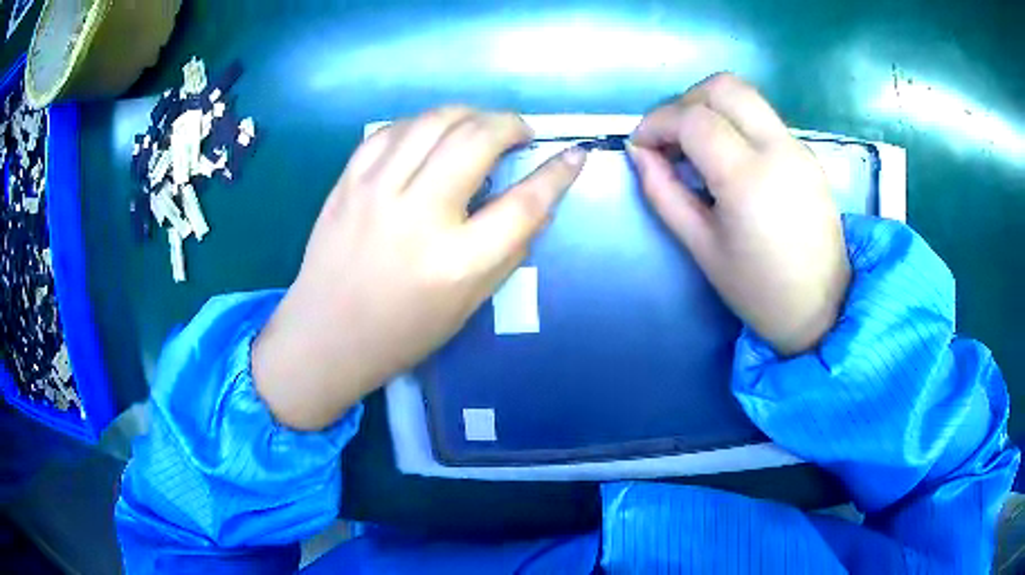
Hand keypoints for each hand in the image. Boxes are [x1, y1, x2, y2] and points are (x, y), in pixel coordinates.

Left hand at [253, 107, 586, 429]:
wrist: (325, 336)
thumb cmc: (403, 332)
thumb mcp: (469, 304)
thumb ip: (507, 248)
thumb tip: (538, 197)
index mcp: (456, 262)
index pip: (524, 203)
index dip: (558, 174)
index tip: (574, 155)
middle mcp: (418, 216)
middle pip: (477, 140)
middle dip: (510, 124)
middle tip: (519, 133)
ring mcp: (376, 192)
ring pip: (434, 120)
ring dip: (469, 113)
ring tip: (479, 126)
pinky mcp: (348, 182)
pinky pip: (392, 130)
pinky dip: (422, 123)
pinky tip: (431, 134)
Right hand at [629, 73, 849, 354]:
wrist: (823, 307)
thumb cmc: (759, 290)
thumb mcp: (701, 247)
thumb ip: (663, 193)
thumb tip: (640, 153)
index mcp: (748, 178)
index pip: (693, 118)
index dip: (657, 122)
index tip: (641, 145)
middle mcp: (778, 148)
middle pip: (723, 87)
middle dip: (684, 101)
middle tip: (670, 138)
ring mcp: (797, 147)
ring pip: (745, 95)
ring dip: (710, 107)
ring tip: (695, 147)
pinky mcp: (806, 152)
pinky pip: (762, 117)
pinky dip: (734, 122)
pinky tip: (727, 158)